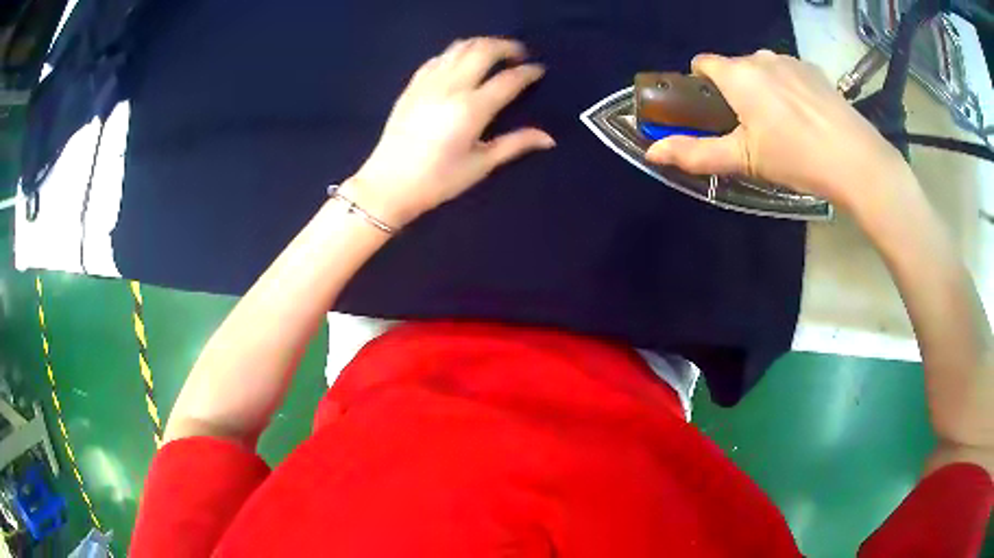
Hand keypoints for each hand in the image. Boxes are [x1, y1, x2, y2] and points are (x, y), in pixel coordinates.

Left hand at [342, 37, 554, 227]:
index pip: (508, 80)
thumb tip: (548, 138)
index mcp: (472, 109)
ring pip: (459, 47)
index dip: (528, 72)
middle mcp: (451, 87)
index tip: (539, 71)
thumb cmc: (438, 180)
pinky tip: (461, 62)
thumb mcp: (480, 165)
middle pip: (483, 50)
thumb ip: (515, 144)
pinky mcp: (412, 86)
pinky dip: (455, 53)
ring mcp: (428, 83)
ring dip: (481, 44)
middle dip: (507, 46)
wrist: (388, 184)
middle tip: (519, 55)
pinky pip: (438, 58)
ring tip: (494, 52)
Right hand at [645, 51, 907, 211]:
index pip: (702, 63)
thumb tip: (652, 152)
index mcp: (738, 74)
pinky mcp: (813, 70)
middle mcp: (760, 57)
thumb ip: (697, 153)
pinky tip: (805, 118)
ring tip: (783, 126)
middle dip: (735, 91)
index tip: (713, 113)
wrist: (855, 161)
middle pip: (734, 68)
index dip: (701, 85)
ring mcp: (790, 61)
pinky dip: (788, 89)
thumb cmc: (795, 158)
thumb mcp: (744, 160)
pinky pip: (788, 73)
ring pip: (763, 70)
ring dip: (762, 89)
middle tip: (752, 130)